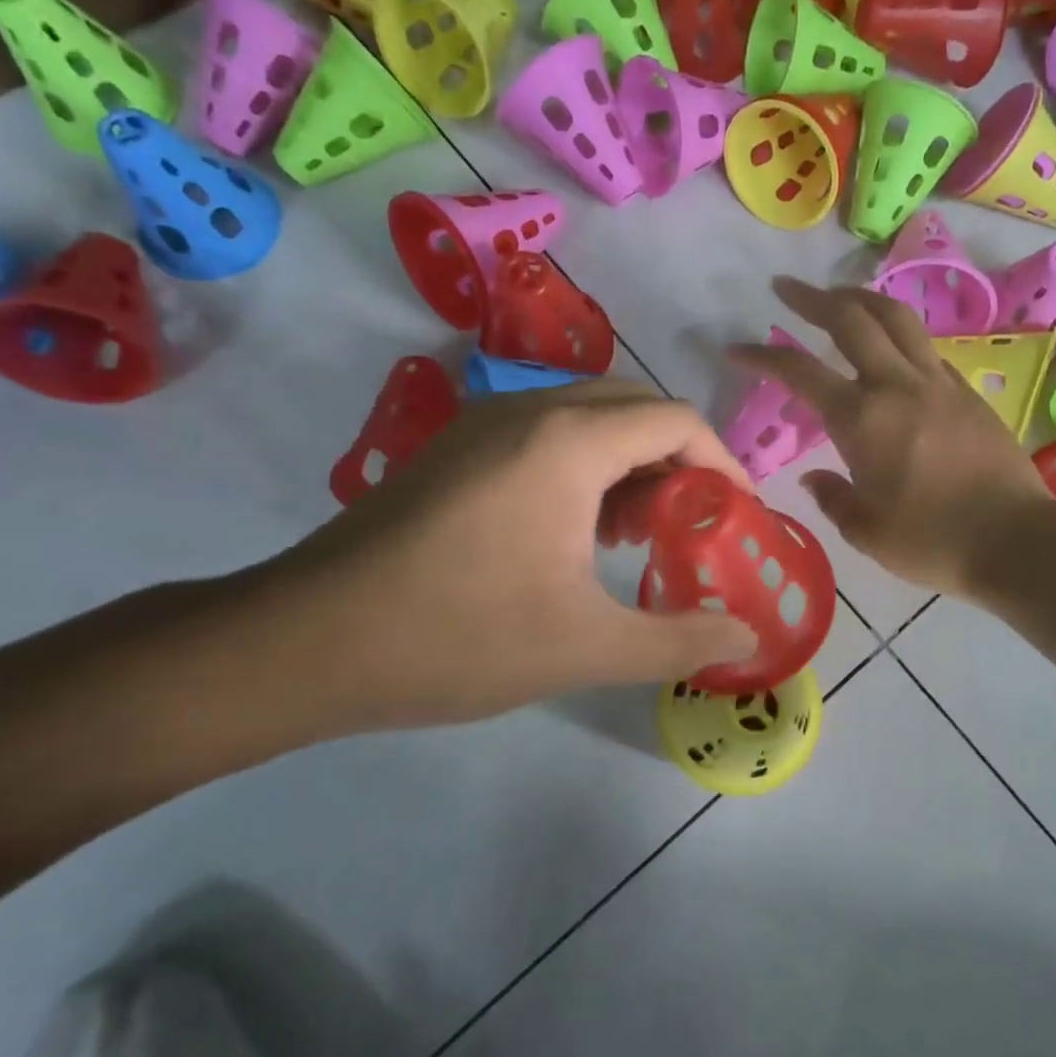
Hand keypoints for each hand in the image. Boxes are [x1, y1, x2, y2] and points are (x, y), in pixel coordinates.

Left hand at [250, 380, 758, 731]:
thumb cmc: (458, 637)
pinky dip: (583, 466)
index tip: (740, 514)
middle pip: (635, 408)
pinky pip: (544, 434)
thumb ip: (680, 641)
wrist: (306, 642)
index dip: (723, 464)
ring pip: (587, 417)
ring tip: (635, 534)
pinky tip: (573, 533)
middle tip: (689, 526)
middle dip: (677, 462)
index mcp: (568, 443)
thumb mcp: (586, 648)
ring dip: (629, 462)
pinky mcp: (453, 448)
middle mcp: (528, 411)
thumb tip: (749, 641)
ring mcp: (483, 424)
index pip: (677, 421)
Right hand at [729, 278, 1054, 596]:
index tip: (736, 348)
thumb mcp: (866, 531)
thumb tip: (814, 477)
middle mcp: (897, 386)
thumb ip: (832, 498)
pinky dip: (898, 333)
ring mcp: (938, 383)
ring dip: (860, 299)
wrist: (1017, 541)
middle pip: (851, 319)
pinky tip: (890, 347)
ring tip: (838, 297)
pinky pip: (925, 346)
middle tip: (786, 288)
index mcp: (862, 420)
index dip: (762, 356)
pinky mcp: (967, 391)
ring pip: (896, 318)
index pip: (800, 372)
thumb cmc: (932, 542)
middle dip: (812, 298)